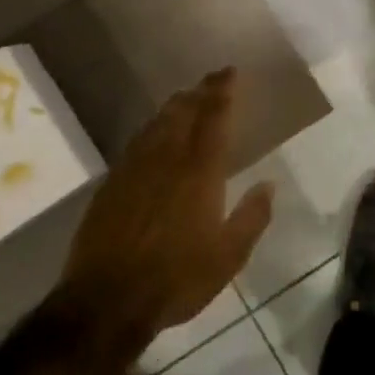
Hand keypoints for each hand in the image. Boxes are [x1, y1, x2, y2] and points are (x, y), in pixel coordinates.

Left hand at [57, 67, 274, 342]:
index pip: (213, 118)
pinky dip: (152, 128)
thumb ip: (252, 217)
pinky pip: (136, 141)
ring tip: (187, 97)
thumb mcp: (228, 257)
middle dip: (200, 91)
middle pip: (184, 112)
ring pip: (157, 123)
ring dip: (175, 105)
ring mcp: (134, 168)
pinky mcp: (112, 182)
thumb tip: (269, 184)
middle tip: (213, 79)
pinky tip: (154, 132)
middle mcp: (166, 159)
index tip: (231, 72)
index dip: (223, 92)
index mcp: (199, 172)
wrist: (106, 301)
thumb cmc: (176, 280)